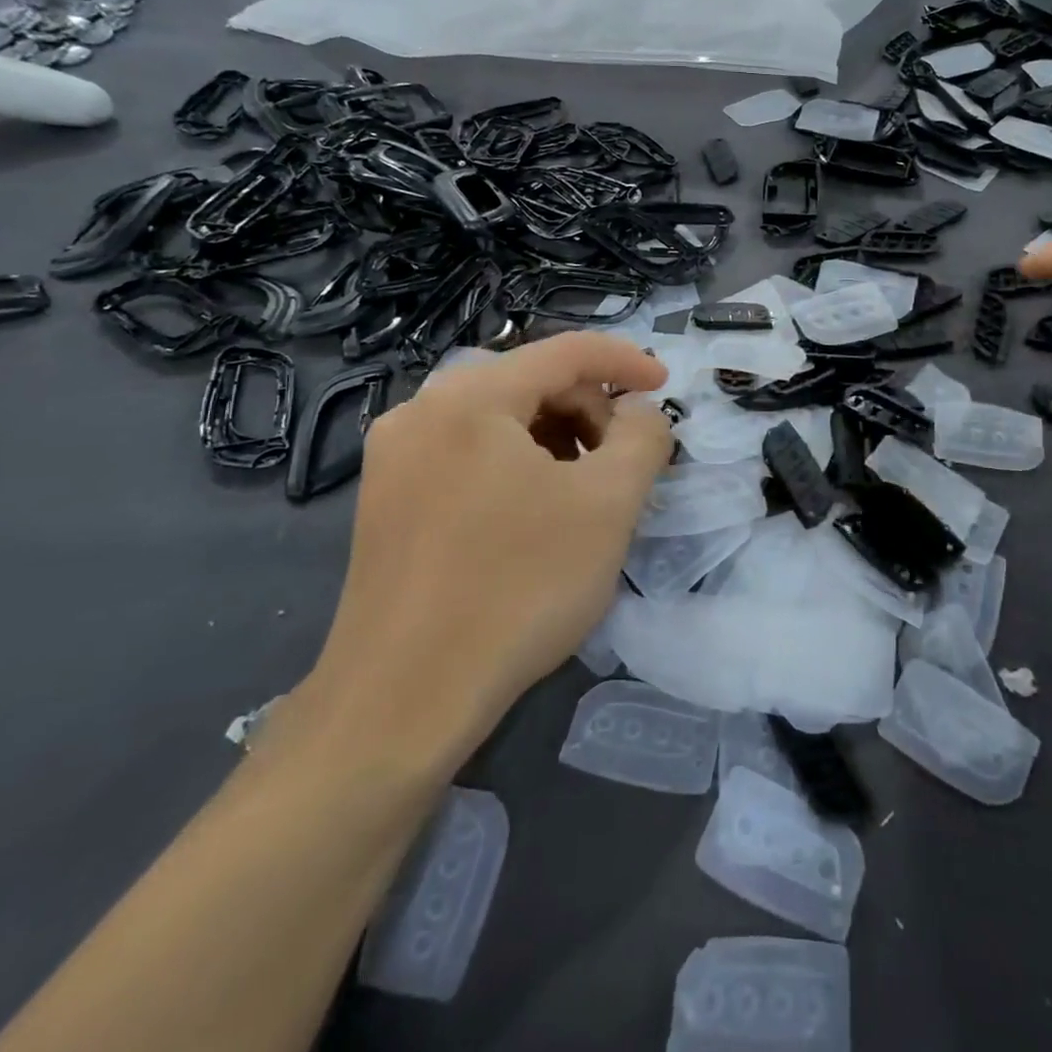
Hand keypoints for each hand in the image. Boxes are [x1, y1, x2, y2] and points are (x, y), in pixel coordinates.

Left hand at [297, 333, 670, 773]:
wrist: (403, 700)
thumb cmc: (519, 588)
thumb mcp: (610, 504)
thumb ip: (644, 436)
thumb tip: (639, 411)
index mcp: (470, 398)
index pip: (565, 351)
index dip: (626, 361)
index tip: (666, 387)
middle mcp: (421, 412)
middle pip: (529, 382)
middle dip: (589, 410)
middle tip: (624, 461)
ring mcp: (395, 458)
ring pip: (498, 420)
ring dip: (555, 439)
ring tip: (584, 492)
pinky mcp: (386, 501)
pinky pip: (468, 455)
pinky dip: (516, 466)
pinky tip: (536, 514)